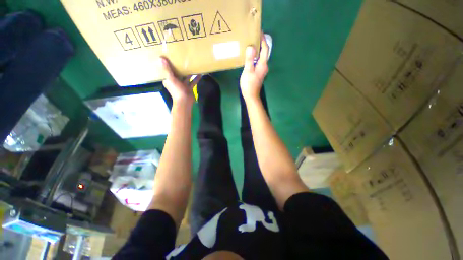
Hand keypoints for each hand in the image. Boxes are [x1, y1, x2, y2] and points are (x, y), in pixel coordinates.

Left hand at [158, 57, 200, 104]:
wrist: (185, 101)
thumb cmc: (177, 90)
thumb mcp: (171, 79)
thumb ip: (167, 70)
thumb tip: (161, 58)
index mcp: (168, 80)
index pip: (167, 71)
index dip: (169, 64)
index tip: (171, 57)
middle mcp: (175, 82)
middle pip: (177, 73)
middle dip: (180, 67)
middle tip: (184, 59)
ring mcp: (182, 85)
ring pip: (186, 77)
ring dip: (189, 73)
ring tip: (193, 65)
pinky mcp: (188, 88)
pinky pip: (192, 82)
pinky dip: (196, 78)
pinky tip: (200, 74)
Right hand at [240, 34, 268, 101]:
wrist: (251, 96)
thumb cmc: (249, 84)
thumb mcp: (248, 71)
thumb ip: (249, 59)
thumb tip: (251, 46)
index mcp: (263, 64)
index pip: (265, 49)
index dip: (263, 40)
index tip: (259, 31)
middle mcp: (264, 66)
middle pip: (264, 52)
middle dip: (260, 44)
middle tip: (253, 36)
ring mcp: (262, 70)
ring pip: (261, 57)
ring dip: (257, 50)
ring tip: (251, 44)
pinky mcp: (259, 73)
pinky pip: (258, 62)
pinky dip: (255, 57)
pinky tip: (250, 56)